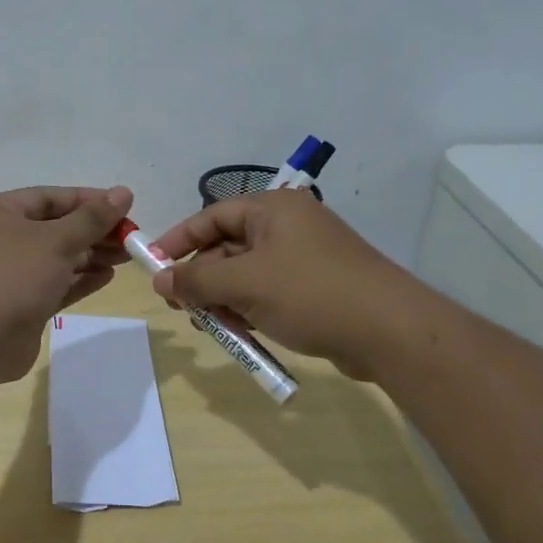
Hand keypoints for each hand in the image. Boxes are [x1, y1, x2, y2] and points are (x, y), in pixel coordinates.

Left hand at [0, 185, 133, 383]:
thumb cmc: (11, 275)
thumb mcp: (56, 240)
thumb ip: (92, 218)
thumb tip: (124, 192)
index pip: (48, 197)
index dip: (88, 200)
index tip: (124, 206)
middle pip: (54, 228)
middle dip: (93, 231)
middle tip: (131, 237)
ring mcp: (7, 274)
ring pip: (56, 258)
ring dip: (91, 256)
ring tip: (127, 257)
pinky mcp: (19, 305)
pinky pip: (54, 285)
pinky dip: (79, 280)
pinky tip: (108, 277)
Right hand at [147, 190, 408, 378]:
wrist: (389, 330)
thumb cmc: (310, 293)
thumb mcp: (244, 284)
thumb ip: (197, 280)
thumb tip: (160, 280)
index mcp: (272, 209)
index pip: (211, 216)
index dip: (178, 240)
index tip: (153, 265)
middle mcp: (288, 226)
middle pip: (228, 246)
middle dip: (202, 278)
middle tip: (181, 307)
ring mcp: (304, 257)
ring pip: (247, 274)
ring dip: (224, 299)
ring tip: (211, 326)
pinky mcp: (316, 287)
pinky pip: (269, 292)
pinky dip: (250, 309)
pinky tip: (241, 333)